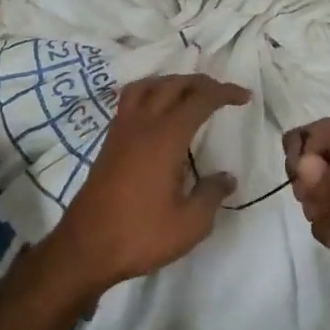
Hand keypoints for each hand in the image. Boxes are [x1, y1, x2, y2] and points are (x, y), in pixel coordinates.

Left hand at [41, 73, 249, 299]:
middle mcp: (142, 124)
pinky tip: (156, 112)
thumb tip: (227, 177)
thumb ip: (211, 195)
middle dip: (200, 82)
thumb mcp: (189, 224)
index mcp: (165, 137)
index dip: (223, 93)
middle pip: (172, 85)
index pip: (199, 100)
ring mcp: (121, 130)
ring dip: (171, 82)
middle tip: (221, 93)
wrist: (85, 248)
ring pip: (147, 86)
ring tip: (188, 93)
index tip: (244, 96)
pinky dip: (149, 93)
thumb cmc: (140, 235)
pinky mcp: (109, 142)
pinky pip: (130, 100)